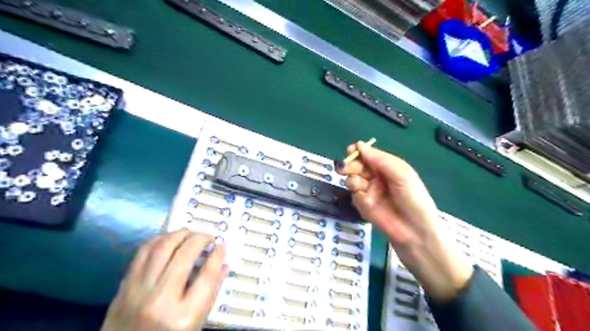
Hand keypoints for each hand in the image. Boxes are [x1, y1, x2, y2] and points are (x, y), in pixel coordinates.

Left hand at [99, 230, 228, 330]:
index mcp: (184, 316)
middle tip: (208, 237)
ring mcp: (138, 292)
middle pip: (184, 255)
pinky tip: (169, 239)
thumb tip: (224, 264)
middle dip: (200, 239)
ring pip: (162, 247)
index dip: (217, 255)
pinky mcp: (123, 287)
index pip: (207, 275)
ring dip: (180, 234)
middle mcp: (160, 300)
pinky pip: (142, 253)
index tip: (221, 246)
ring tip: (190, 234)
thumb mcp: (196, 323)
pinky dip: (159, 240)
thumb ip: (211, 292)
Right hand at [338, 141, 473, 302]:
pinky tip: (365, 201)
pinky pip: (355, 196)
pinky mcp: (364, 206)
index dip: (359, 152)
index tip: (350, 150)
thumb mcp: (401, 174)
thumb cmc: (413, 199)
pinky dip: (357, 196)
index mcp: (388, 167)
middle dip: (350, 165)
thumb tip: (359, 145)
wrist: (415, 232)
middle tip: (343, 168)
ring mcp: (370, 191)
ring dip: (352, 180)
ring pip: (353, 180)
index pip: (369, 155)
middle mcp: (377, 177)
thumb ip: (380, 160)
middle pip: (358, 166)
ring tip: (357, 185)